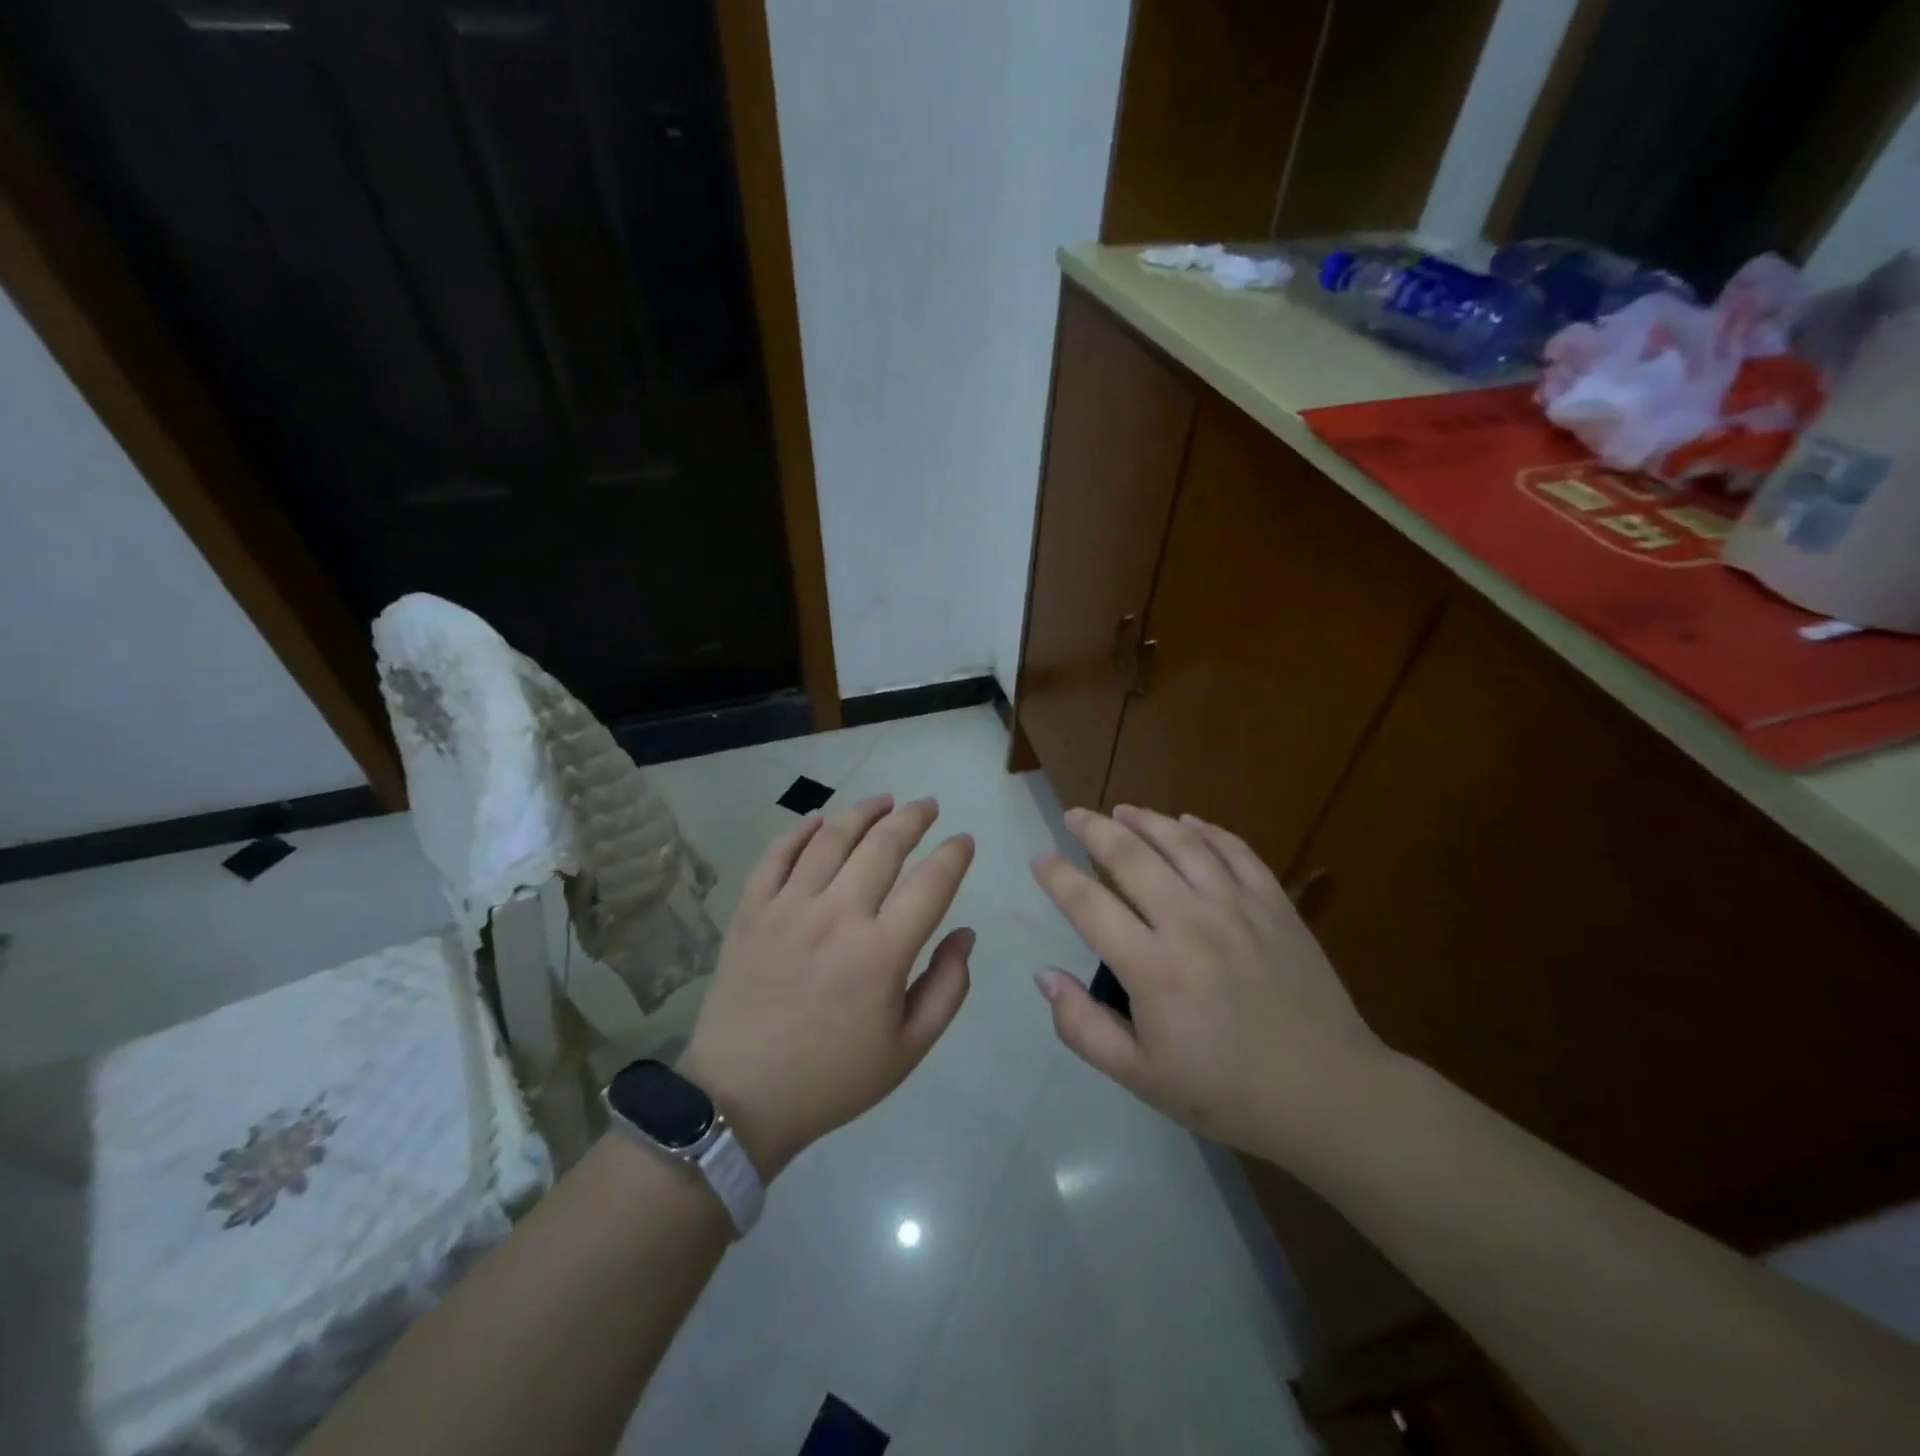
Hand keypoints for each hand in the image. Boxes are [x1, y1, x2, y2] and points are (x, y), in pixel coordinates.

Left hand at [678, 795, 974, 1177]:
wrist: (739, 1098)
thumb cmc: (833, 1078)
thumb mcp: (908, 1049)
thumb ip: (947, 987)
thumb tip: (965, 933)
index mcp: (881, 953)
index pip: (931, 882)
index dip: (954, 854)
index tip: (964, 841)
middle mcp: (836, 916)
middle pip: (883, 845)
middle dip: (913, 818)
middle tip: (929, 806)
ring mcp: (787, 908)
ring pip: (831, 838)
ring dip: (863, 812)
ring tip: (884, 801)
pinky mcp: (751, 910)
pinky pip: (777, 855)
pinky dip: (800, 831)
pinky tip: (819, 819)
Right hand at [1031, 805, 1388, 1162]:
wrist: (1328, 1095)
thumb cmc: (1225, 1092)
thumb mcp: (1139, 1077)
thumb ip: (1082, 1027)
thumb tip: (1045, 976)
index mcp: (1152, 967)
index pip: (1088, 904)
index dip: (1057, 876)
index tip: (1040, 859)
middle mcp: (1190, 923)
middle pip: (1131, 857)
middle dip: (1095, 829)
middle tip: (1075, 815)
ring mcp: (1238, 908)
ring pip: (1183, 844)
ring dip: (1147, 820)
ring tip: (1123, 810)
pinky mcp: (1276, 905)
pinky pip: (1237, 852)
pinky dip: (1208, 831)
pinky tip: (1189, 824)